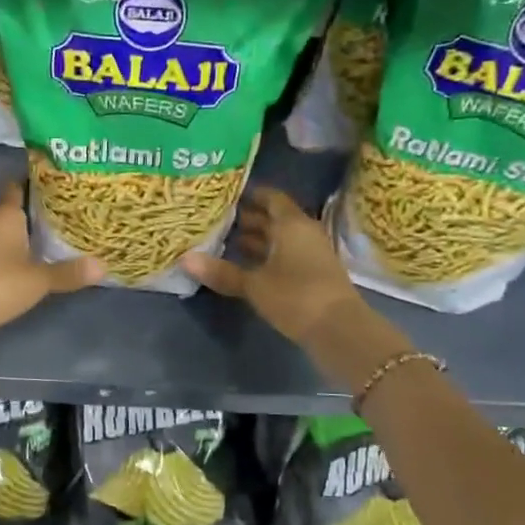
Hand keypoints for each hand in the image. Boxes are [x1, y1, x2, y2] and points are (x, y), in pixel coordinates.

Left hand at [0, 181, 103, 353]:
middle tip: (71, 211)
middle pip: (15, 208)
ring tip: (60, 235)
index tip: (64, 183)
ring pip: (8, 231)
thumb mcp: (39, 279)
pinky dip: (17, 253)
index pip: (20, 185)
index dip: (40, 182)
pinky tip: (36, 261)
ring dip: (27, 233)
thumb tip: (104, 266)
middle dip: (39, 209)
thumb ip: (70, 271)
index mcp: (4, 213)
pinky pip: (1, 251)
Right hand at [183, 188, 369, 350]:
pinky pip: (285, 255)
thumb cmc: (296, 296)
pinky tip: (245, 265)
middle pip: (274, 218)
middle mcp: (303, 232)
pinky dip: (266, 256)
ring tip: (224, 240)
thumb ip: (222, 272)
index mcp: (291, 224)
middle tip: (216, 218)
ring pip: (279, 238)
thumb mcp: (254, 285)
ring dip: (256, 239)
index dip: (249, 194)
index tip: (225, 195)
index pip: (270, 197)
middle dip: (247, 218)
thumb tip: (184, 259)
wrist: (339, 329)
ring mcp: (311, 253)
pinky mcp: (312, 274)